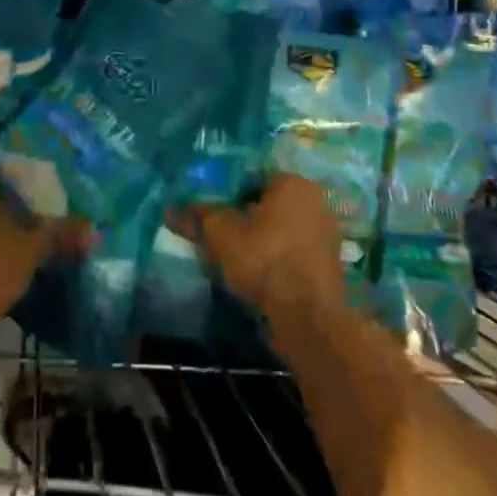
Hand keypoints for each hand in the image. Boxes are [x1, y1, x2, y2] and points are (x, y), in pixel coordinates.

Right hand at [171, 174, 344, 325]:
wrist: (308, 319)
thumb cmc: (264, 260)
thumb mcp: (220, 234)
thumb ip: (196, 217)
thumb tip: (169, 211)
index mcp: (293, 182)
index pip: (252, 176)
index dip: (226, 192)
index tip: (209, 209)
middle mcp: (315, 200)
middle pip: (266, 202)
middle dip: (242, 216)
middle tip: (216, 233)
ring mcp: (325, 233)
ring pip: (279, 228)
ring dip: (257, 239)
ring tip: (231, 257)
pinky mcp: (327, 264)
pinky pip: (290, 250)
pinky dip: (273, 257)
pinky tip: (253, 275)